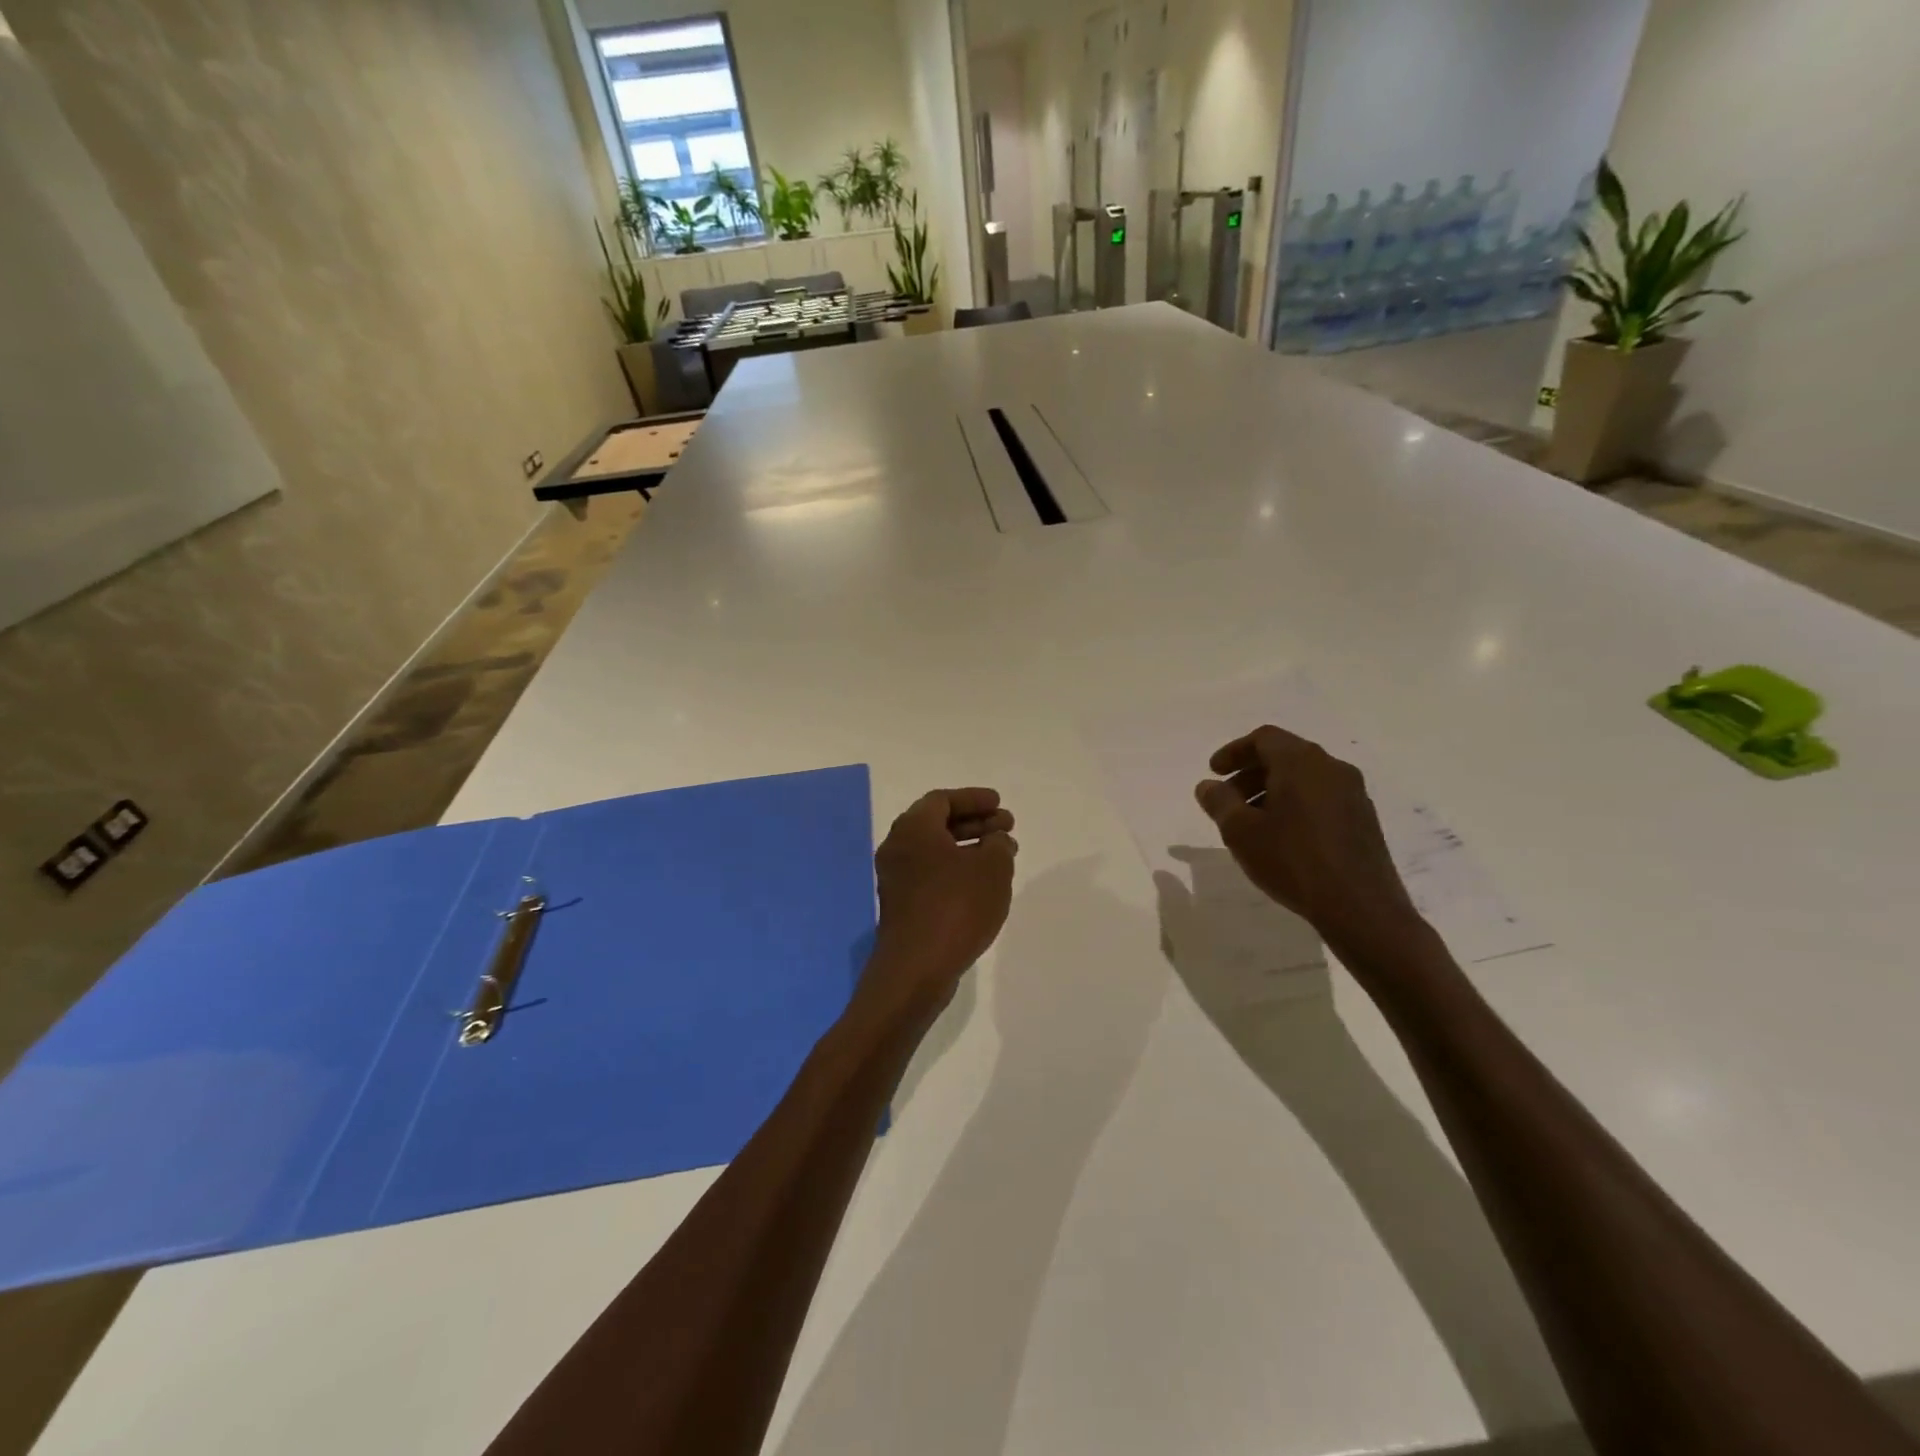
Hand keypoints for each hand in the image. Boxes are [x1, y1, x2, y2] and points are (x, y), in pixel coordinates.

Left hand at [864, 788, 1017, 1020]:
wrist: (917, 967)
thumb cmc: (956, 907)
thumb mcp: (992, 869)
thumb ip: (999, 845)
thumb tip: (996, 840)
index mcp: (913, 828)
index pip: (943, 800)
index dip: (974, 799)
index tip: (1000, 804)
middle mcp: (898, 847)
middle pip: (938, 824)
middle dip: (975, 822)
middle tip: (1007, 827)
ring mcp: (896, 878)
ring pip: (936, 850)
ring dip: (969, 847)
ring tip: (1003, 855)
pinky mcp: (901, 905)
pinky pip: (931, 873)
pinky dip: (956, 869)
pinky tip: (982, 883)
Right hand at [1194, 726, 1420, 950]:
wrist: (1360, 907)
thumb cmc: (1292, 860)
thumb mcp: (1241, 831)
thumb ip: (1219, 801)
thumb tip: (1208, 785)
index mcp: (1301, 762)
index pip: (1263, 738)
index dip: (1233, 752)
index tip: (1214, 773)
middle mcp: (1332, 768)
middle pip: (1285, 756)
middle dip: (1250, 773)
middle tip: (1227, 800)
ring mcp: (1353, 794)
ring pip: (1304, 779)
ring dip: (1272, 791)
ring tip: (1251, 823)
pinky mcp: (1363, 819)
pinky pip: (1321, 798)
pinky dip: (1295, 805)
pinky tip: (1282, 837)